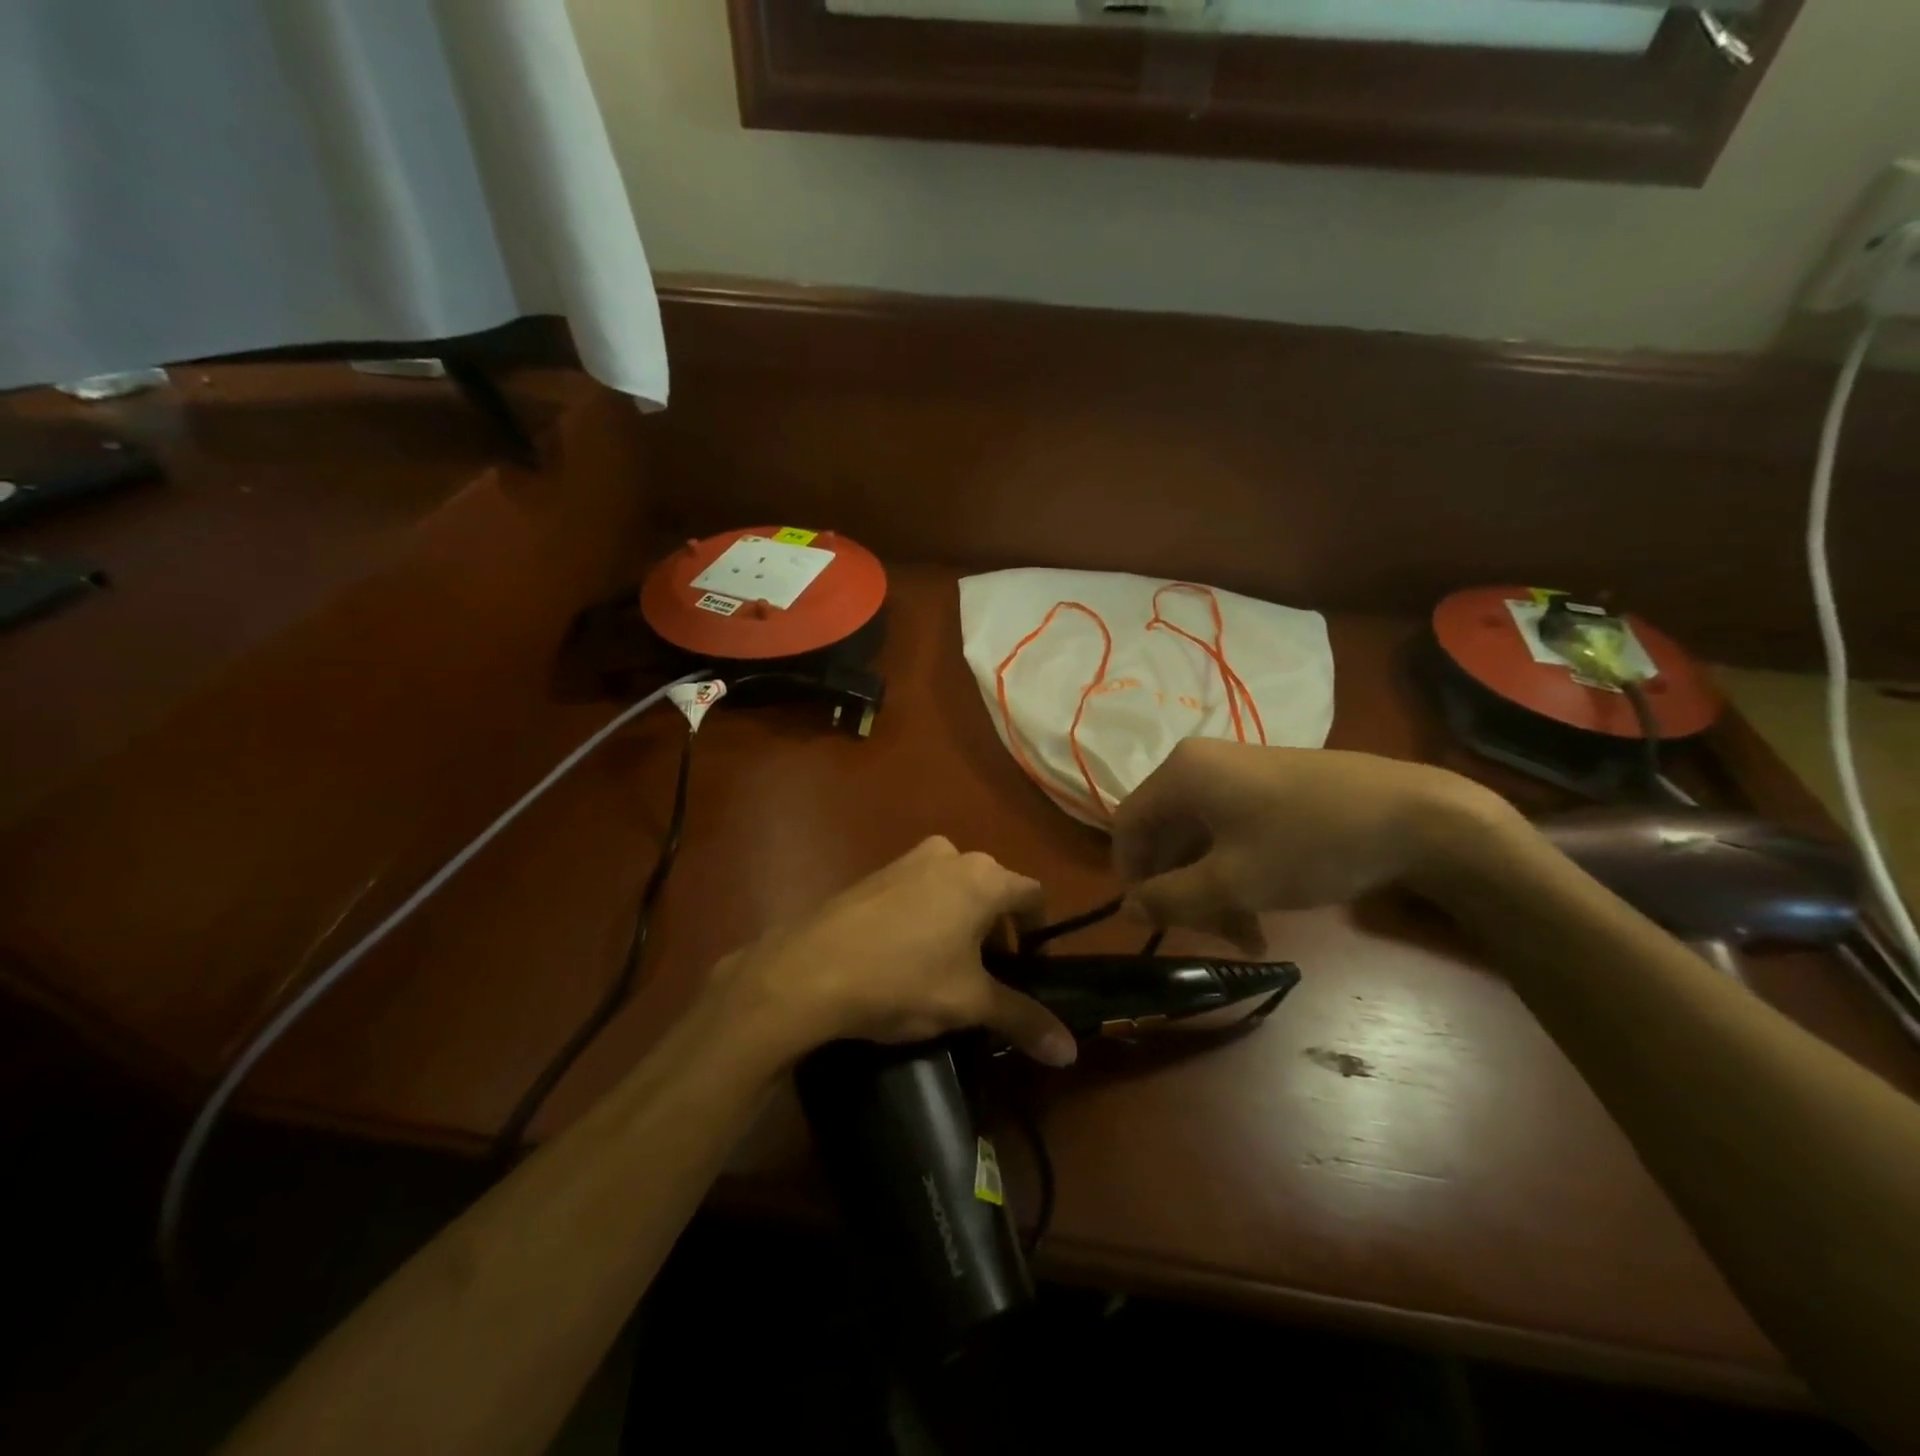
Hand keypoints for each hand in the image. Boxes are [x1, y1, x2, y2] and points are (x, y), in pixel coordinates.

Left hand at [709, 837, 1077, 1068]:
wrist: (809, 970)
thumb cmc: (904, 979)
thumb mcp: (969, 1003)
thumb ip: (1023, 1019)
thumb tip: (1070, 1052)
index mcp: (982, 876)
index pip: (1033, 896)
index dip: (1039, 933)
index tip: (1031, 969)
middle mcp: (950, 854)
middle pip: (992, 892)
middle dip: (997, 934)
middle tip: (988, 979)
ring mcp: (909, 859)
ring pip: (955, 891)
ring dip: (962, 925)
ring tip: (947, 972)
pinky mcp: (877, 873)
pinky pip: (921, 891)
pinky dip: (929, 917)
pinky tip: (908, 957)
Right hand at [1112, 740, 1516, 949]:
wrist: (1415, 815)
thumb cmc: (1308, 844)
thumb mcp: (1232, 881)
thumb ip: (1171, 898)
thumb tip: (1127, 909)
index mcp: (1181, 774)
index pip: (1128, 826)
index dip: (1132, 876)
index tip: (1152, 920)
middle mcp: (1201, 766)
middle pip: (1166, 835)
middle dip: (1182, 891)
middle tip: (1210, 935)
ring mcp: (1237, 774)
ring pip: (1201, 839)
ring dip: (1212, 889)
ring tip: (1248, 936)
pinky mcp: (1269, 786)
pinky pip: (1230, 831)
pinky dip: (1235, 871)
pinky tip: (1263, 910)